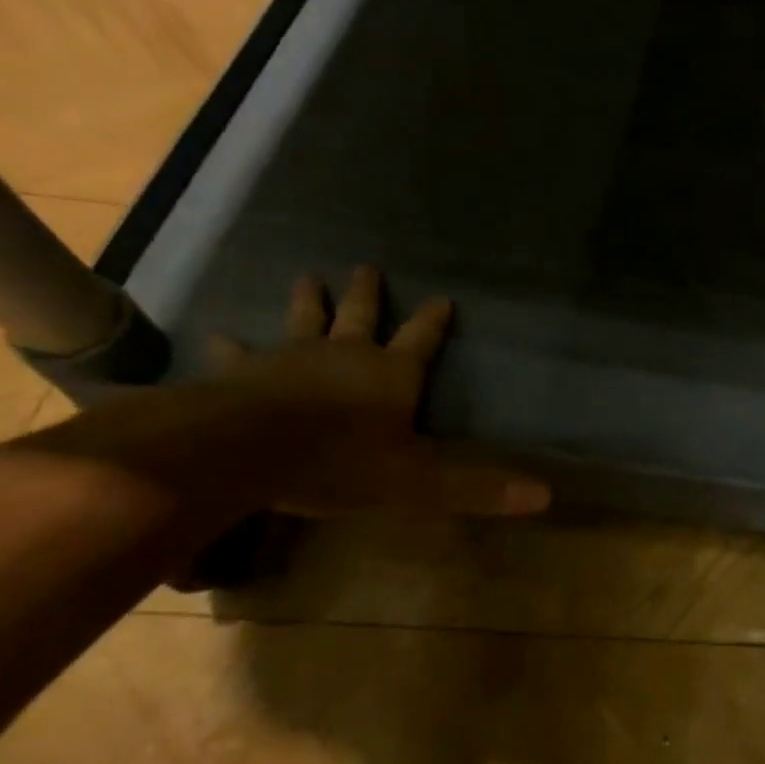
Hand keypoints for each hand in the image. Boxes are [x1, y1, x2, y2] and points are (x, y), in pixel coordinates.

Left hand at [208, 265, 548, 517]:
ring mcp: (292, 358)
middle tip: (366, 267)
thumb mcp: (419, 482)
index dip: (434, 321)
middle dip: (366, 294)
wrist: (253, 449)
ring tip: (307, 276)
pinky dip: (231, 346)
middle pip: (361, 316)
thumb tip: (545, 496)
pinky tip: (219, 335)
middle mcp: (345, 355)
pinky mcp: (244, 373)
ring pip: (304, 321)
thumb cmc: (343, 460)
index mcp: (391, 374)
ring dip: (308, 300)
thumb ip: (477, 488)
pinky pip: (239, 354)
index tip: (443, 298)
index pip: (422, 340)